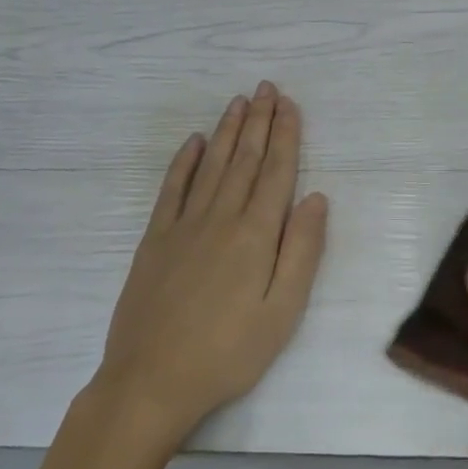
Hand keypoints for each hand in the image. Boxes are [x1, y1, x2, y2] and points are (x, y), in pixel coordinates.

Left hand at [91, 83, 328, 441]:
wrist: (151, 381)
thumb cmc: (229, 353)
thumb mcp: (282, 312)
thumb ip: (302, 252)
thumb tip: (316, 198)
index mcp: (255, 235)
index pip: (276, 172)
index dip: (285, 136)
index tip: (289, 105)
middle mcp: (220, 218)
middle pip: (244, 159)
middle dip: (258, 121)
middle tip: (266, 87)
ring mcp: (183, 226)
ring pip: (211, 166)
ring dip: (227, 131)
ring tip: (238, 101)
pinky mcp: (155, 239)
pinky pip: (172, 188)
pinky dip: (184, 161)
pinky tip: (194, 142)